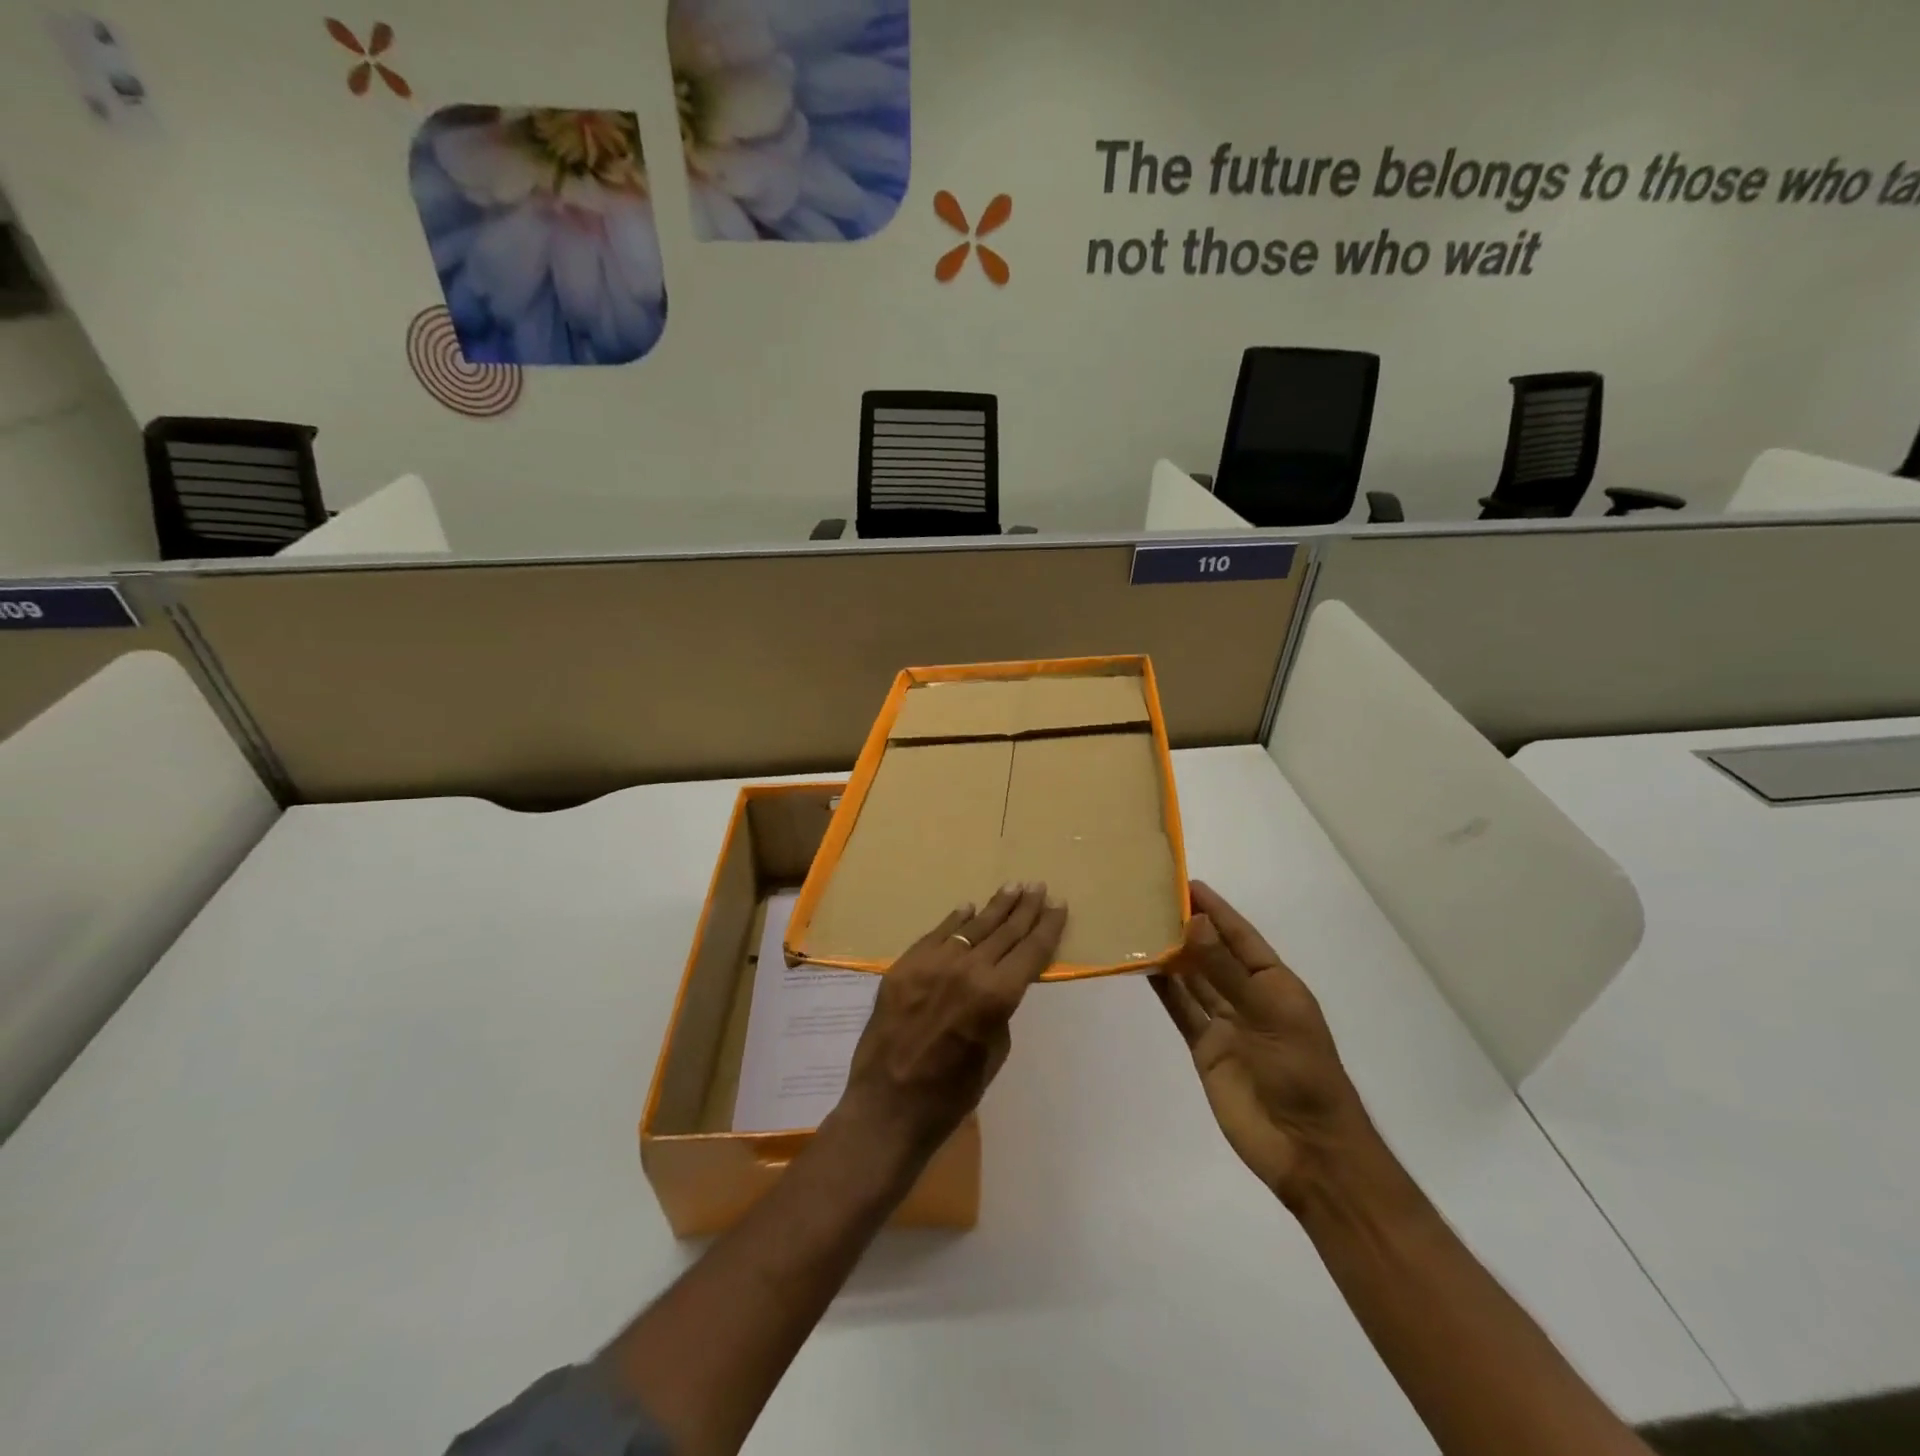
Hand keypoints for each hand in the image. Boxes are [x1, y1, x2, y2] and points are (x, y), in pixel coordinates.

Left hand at [838, 884, 1065, 1162]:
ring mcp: (932, 963)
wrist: (888, 1107)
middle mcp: (967, 969)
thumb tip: (996, 984)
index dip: (1048, 927)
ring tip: (1011, 888)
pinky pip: (936, 936)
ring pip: (971, 927)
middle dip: (1024, 908)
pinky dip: (955, 922)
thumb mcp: (993, 1054)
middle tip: (1038, 887)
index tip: (1059, 905)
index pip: (1031, 951)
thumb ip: (999, 1011)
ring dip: (994, 907)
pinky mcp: (904, 966)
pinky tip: (968, 909)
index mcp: (996, 996)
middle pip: (1004, 931)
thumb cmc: (951, 1095)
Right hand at [1150, 881, 1387, 1210]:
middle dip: (1188, 927)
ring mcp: (1227, 1024)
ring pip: (1194, 979)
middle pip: (1213, 954)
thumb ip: (1227, 970)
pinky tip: (1143, 967)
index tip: (1186, 882)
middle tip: (1150, 898)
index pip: (1241, 936)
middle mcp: (1249, 997)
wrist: (1306, 1149)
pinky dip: (1164, 990)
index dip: (1216, 909)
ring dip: (1171, 955)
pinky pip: (1182, 1011)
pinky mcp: (1206, 1049)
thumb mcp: (1269, 1014)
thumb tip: (1193, 922)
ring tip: (1140, 925)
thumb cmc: (1301, 1073)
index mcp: (1276, 983)